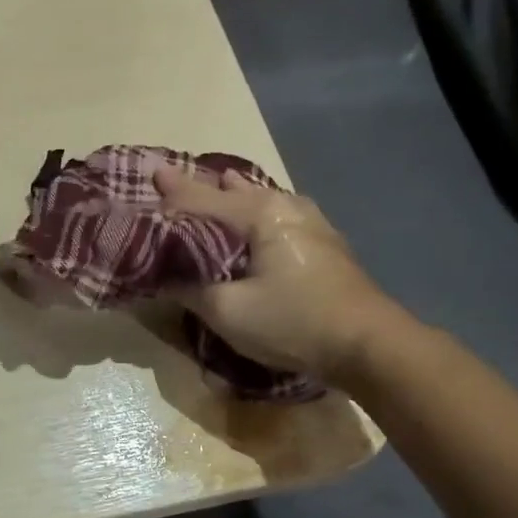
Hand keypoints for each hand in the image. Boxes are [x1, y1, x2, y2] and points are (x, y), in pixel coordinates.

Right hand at [153, 164, 405, 386]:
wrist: (366, 345)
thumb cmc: (292, 321)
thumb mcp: (227, 311)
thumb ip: (189, 289)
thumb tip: (164, 278)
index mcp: (259, 214)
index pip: (203, 199)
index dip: (173, 191)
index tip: (151, 172)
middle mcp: (286, 206)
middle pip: (234, 192)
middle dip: (204, 188)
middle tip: (175, 182)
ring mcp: (310, 222)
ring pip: (260, 200)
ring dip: (234, 196)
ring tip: (218, 185)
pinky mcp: (322, 243)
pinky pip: (276, 214)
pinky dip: (255, 212)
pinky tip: (255, 216)